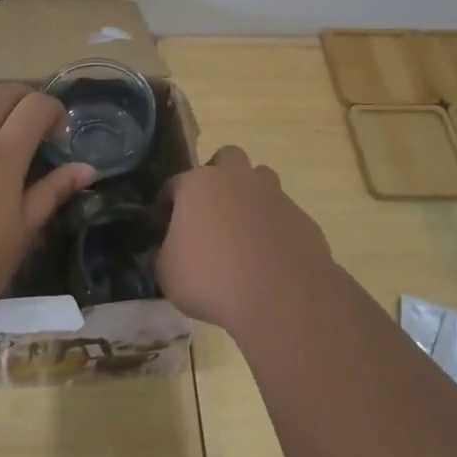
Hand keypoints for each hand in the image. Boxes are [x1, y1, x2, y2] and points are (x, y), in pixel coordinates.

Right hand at [155, 145, 334, 329]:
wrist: (282, 297)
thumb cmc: (212, 279)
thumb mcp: (168, 275)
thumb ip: (159, 257)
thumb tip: (156, 252)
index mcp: (198, 184)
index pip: (174, 184)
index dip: (167, 204)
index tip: (164, 224)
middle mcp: (236, 179)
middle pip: (227, 158)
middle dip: (218, 176)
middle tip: (211, 210)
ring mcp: (274, 195)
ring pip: (260, 180)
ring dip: (250, 196)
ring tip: (242, 230)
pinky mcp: (301, 217)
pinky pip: (282, 214)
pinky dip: (273, 226)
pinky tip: (268, 255)